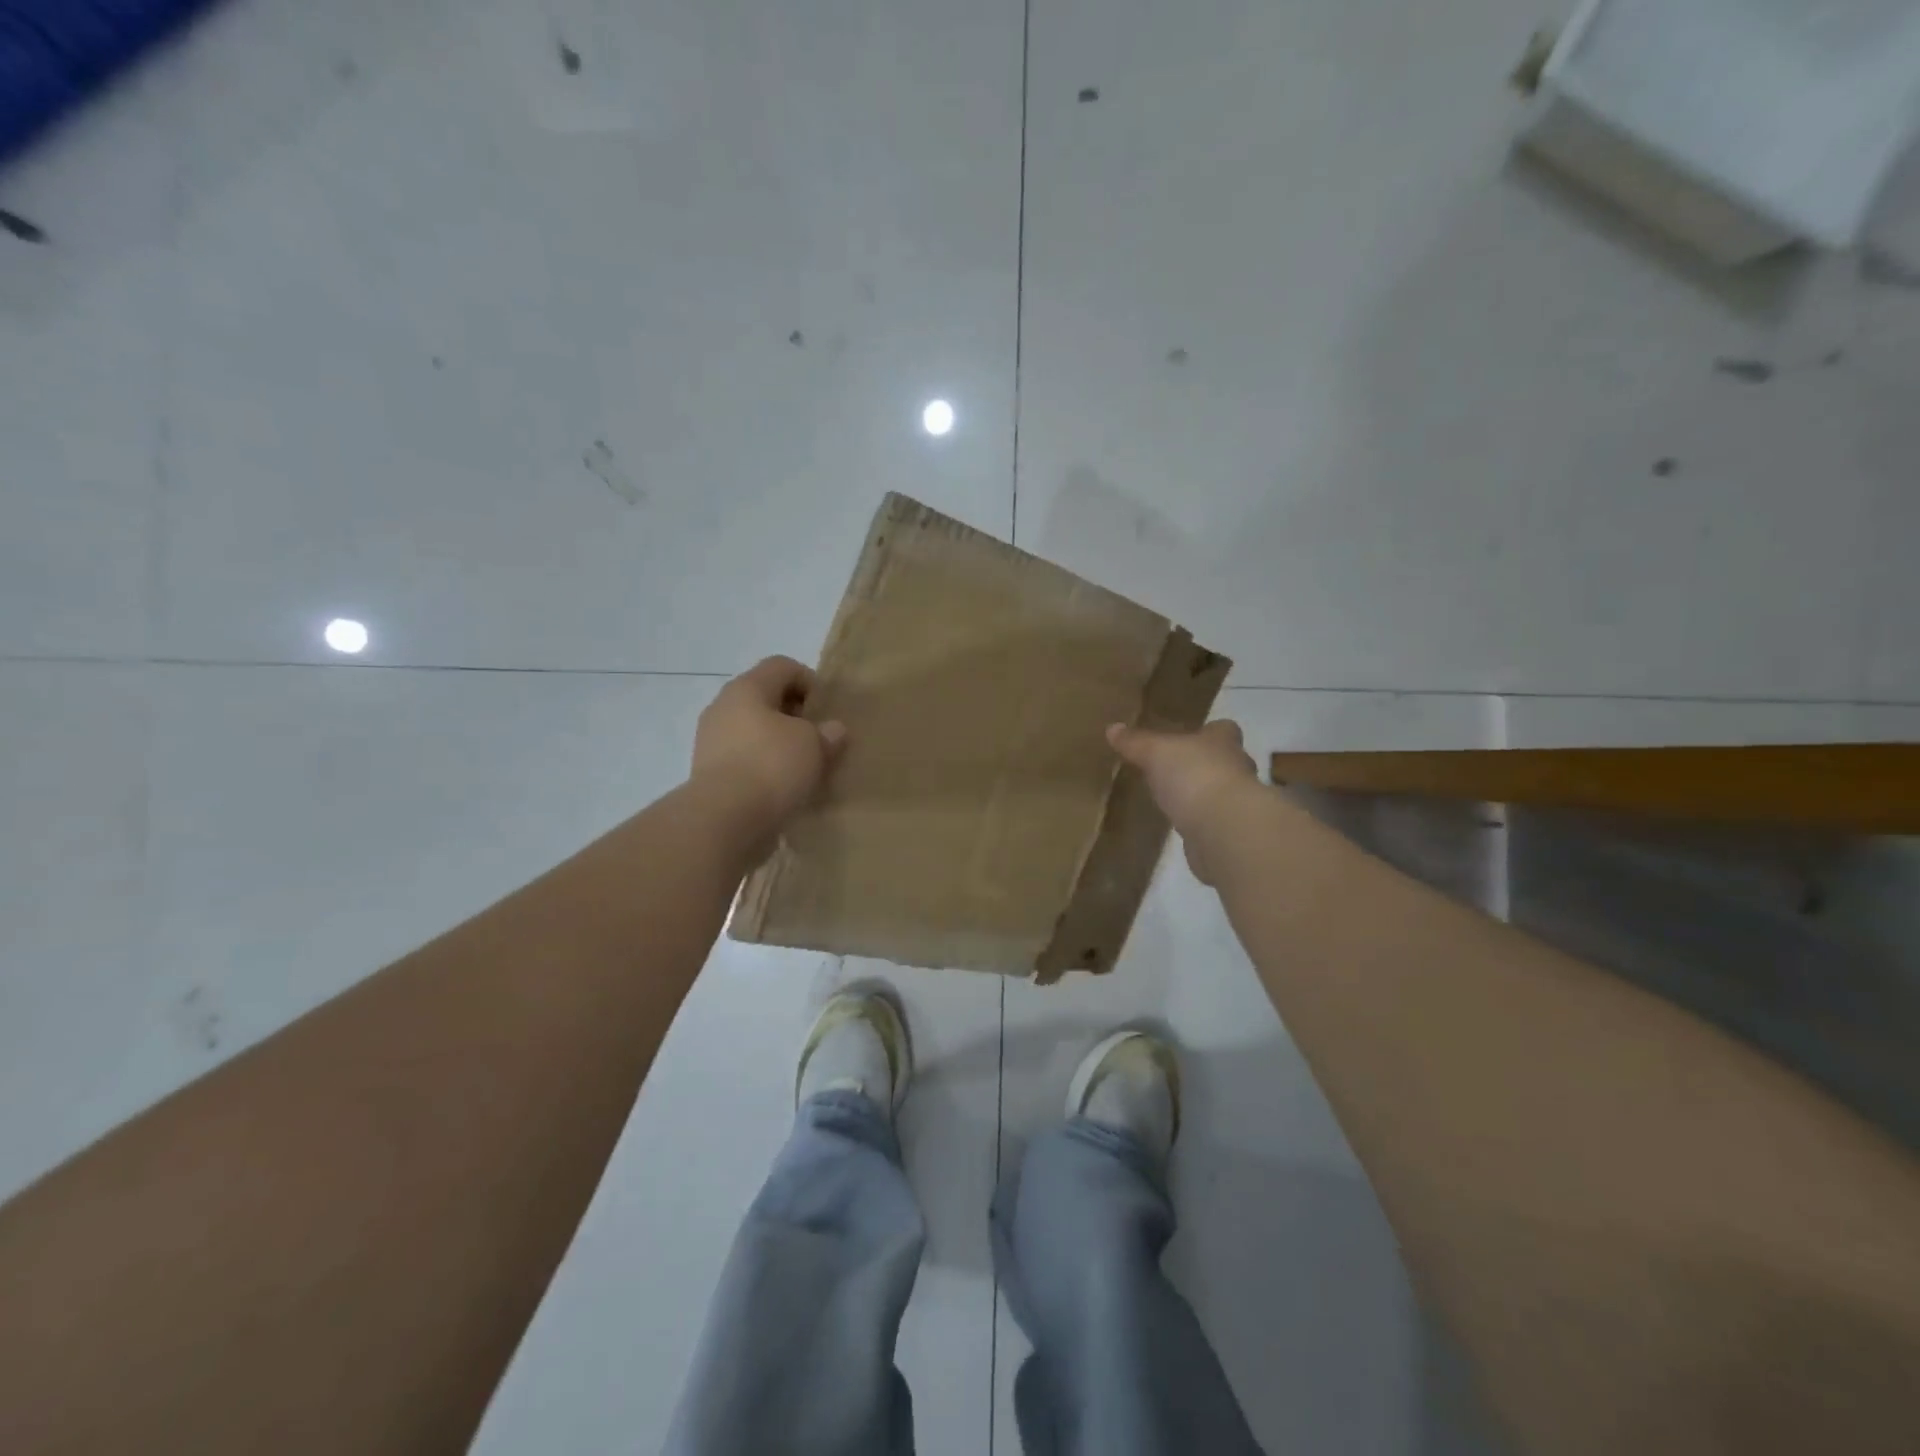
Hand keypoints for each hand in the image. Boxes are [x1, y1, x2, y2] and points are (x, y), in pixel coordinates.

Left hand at [692, 657, 846, 831]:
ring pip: (754, 732)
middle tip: (820, 739)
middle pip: (765, 699)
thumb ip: (827, 733)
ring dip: (780, 745)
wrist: (724, 820)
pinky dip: (765, 769)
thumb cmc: (772, 766)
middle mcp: (723, 708)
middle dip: (795, 716)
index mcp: (746, 688)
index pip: (782, 666)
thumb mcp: (814, 745)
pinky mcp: (710, 775)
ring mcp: (711, 742)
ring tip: (805, 768)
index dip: (810, 681)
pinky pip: (745, 761)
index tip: (827, 711)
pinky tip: (784, 789)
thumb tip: (832, 730)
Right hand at [1107, 719, 1257, 884]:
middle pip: (1224, 761)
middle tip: (1177, 768)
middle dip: (1205, 764)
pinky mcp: (1230, 833)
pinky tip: (1181, 826)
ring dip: (1202, 795)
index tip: (1192, 736)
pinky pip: (1213, 822)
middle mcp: (1236, 769)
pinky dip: (1200, 823)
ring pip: (1220, 792)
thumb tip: (1113, 728)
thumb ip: (1136, 742)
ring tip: (1175, 798)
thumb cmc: (1193, 776)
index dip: (1209, 731)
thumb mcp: (1155, 753)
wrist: (1223, 830)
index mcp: (1223, 743)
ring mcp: (1237, 804)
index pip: (1223, 730)